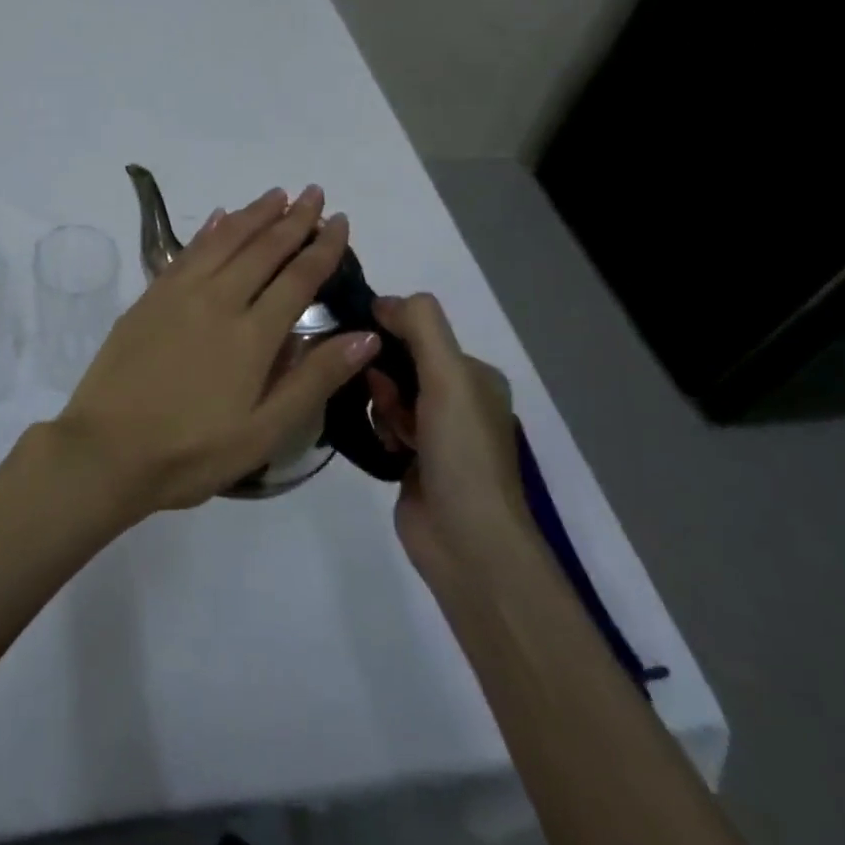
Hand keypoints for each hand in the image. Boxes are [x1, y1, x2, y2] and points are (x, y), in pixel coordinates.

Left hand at [52, 185, 380, 516]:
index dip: (322, 247)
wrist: (106, 449)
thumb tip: (365, 336)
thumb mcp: (264, 432)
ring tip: (276, 195)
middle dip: (292, 219)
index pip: (298, 278)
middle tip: (313, 192)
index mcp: (252, 335)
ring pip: (224, 241)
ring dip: (253, 215)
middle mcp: (217, 301)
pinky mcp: (149, 298)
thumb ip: (314, 380)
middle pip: (262, 249)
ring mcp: (178, 295)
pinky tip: (220, 218)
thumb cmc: (192, 451)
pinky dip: (208, 230)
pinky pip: (186, 252)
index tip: (339, 220)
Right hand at [367, 293, 527, 574]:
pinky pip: (380, 425)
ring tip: (392, 435)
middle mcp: (457, 400)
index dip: (391, 334)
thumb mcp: (449, 377)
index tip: (369, 349)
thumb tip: (383, 301)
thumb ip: (421, 327)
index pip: (421, 332)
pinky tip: (384, 447)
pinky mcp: (412, 460)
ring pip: (386, 395)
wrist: (468, 542)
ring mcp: (435, 433)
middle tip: (390, 404)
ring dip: (381, 408)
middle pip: (399, 363)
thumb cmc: (462, 453)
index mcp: (475, 376)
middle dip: (385, 379)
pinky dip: (377, 430)